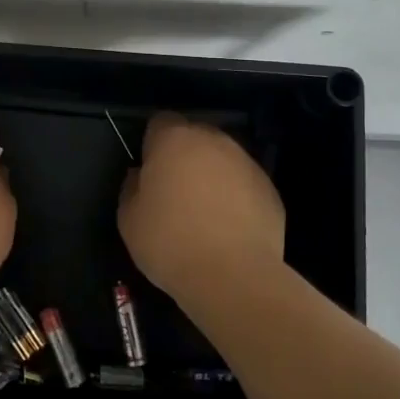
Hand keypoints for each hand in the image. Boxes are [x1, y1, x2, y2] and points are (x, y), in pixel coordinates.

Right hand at [118, 112, 284, 302]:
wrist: (233, 276)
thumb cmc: (170, 242)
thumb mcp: (128, 219)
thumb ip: (131, 188)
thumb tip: (141, 177)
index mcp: (174, 140)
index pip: (160, 122)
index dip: (152, 144)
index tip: (149, 172)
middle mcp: (213, 141)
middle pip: (194, 137)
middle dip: (184, 157)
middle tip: (175, 192)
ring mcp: (247, 163)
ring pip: (222, 159)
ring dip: (212, 175)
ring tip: (205, 213)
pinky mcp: (270, 189)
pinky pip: (245, 184)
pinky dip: (236, 197)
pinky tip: (229, 228)